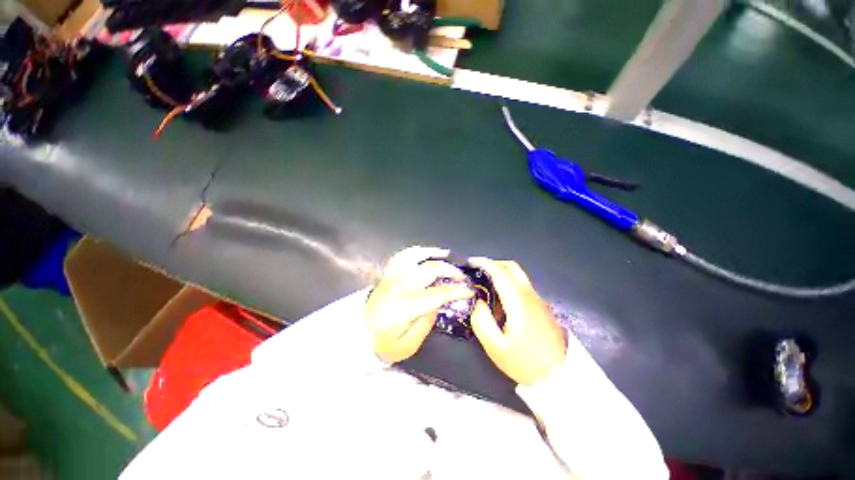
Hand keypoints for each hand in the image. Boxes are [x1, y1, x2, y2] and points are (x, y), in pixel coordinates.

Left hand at [365, 246, 473, 363]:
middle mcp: (401, 285)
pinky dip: (415, 251)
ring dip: (433, 253)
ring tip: (446, 255)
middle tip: (461, 278)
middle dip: (451, 271)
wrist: (356, 335)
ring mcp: (392, 276)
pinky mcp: (387, 273)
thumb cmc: (383, 344)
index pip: (438, 293)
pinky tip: (424, 253)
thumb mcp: (408, 344)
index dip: (457, 291)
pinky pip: (401, 256)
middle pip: (431, 270)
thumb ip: (426, 323)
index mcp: (407, 304)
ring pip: (415, 256)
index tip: (469, 291)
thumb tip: (438, 304)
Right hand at [469, 257, 565, 384]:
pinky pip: (522, 287)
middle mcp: (530, 295)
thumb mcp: (495, 347)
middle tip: (477, 271)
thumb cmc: (525, 362)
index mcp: (519, 302)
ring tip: (485, 285)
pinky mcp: (541, 307)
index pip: (500, 273)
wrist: (560, 377)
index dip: (484, 263)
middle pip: (512, 268)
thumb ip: (482, 321)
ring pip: (518, 276)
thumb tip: (477, 301)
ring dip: (501, 273)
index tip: (470, 262)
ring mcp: (538, 300)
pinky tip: (499, 300)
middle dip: (493, 264)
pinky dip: (508, 283)